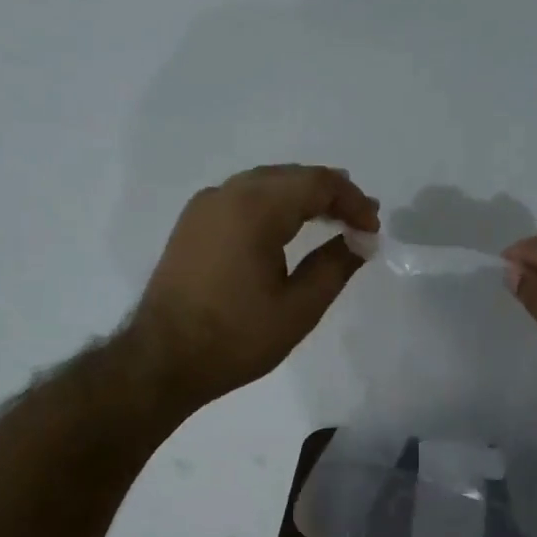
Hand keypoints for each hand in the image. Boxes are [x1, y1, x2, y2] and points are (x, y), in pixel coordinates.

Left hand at [132, 164, 380, 407]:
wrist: (163, 360)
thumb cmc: (236, 338)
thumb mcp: (299, 308)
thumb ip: (335, 266)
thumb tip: (361, 240)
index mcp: (254, 209)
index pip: (316, 183)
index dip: (352, 201)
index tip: (373, 229)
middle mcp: (227, 194)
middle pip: (290, 176)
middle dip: (330, 194)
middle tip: (360, 220)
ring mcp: (204, 207)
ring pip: (265, 184)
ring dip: (302, 197)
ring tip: (333, 220)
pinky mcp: (192, 225)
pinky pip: (243, 198)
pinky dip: (274, 205)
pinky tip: (288, 228)